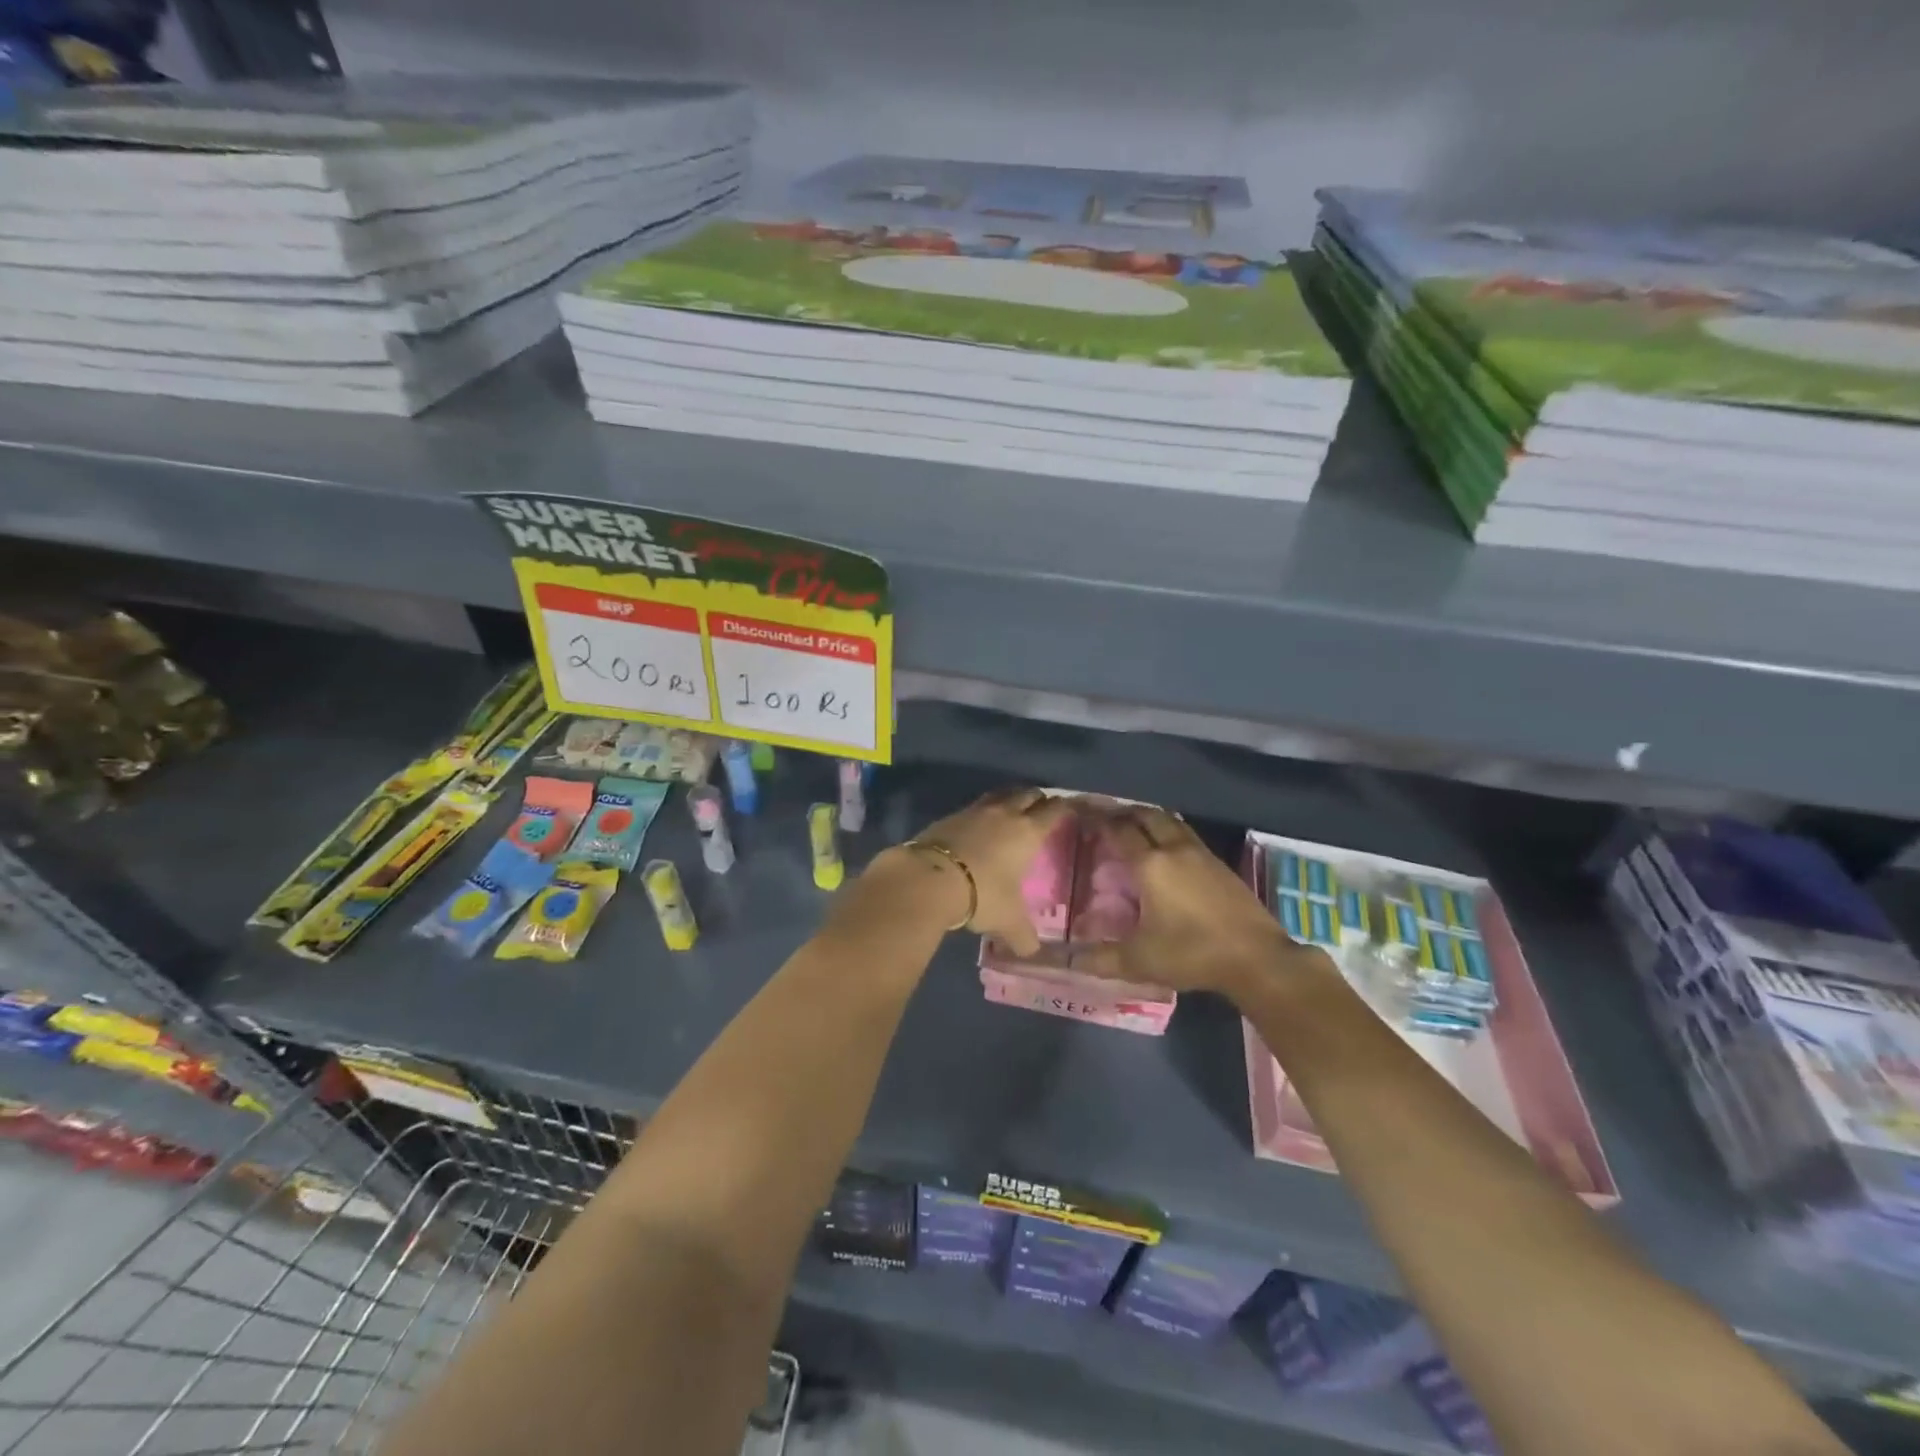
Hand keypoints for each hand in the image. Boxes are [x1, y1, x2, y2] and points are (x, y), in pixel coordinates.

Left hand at [893, 788, 1075, 955]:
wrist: (930, 878)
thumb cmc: (982, 894)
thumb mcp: (1008, 921)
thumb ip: (1023, 936)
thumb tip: (1031, 952)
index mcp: (1027, 832)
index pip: (1053, 811)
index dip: (1064, 807)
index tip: (1070, 808)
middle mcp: (1004, 814)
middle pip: (1027, 794)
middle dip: (1037, 799)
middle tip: (1042, 807)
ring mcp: (975, 811)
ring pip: (999, 795)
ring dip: (1009, 799)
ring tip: (1012, 808)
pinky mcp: (950, 816)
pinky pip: (974, 807)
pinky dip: (981, 813)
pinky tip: (978, 825)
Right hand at [1076, 806, 1312, 996]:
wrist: (1256, 958)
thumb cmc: (1192, 954)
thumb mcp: (1140, 961)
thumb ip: (1100, 958)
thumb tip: (1067, 959)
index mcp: (1150, 865)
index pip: (1118, 830)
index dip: (1098, 820)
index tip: (1082, 815)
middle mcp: (1173, 849)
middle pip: (1145, 816)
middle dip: (1123, 812)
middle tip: (1105, 817)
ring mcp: (1200, 854)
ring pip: (1170, 821)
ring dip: (1148, 818)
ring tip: (1133, 826)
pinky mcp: (1219, 864)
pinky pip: (1186, 834)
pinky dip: (1169, 831)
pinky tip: (1166, 849)